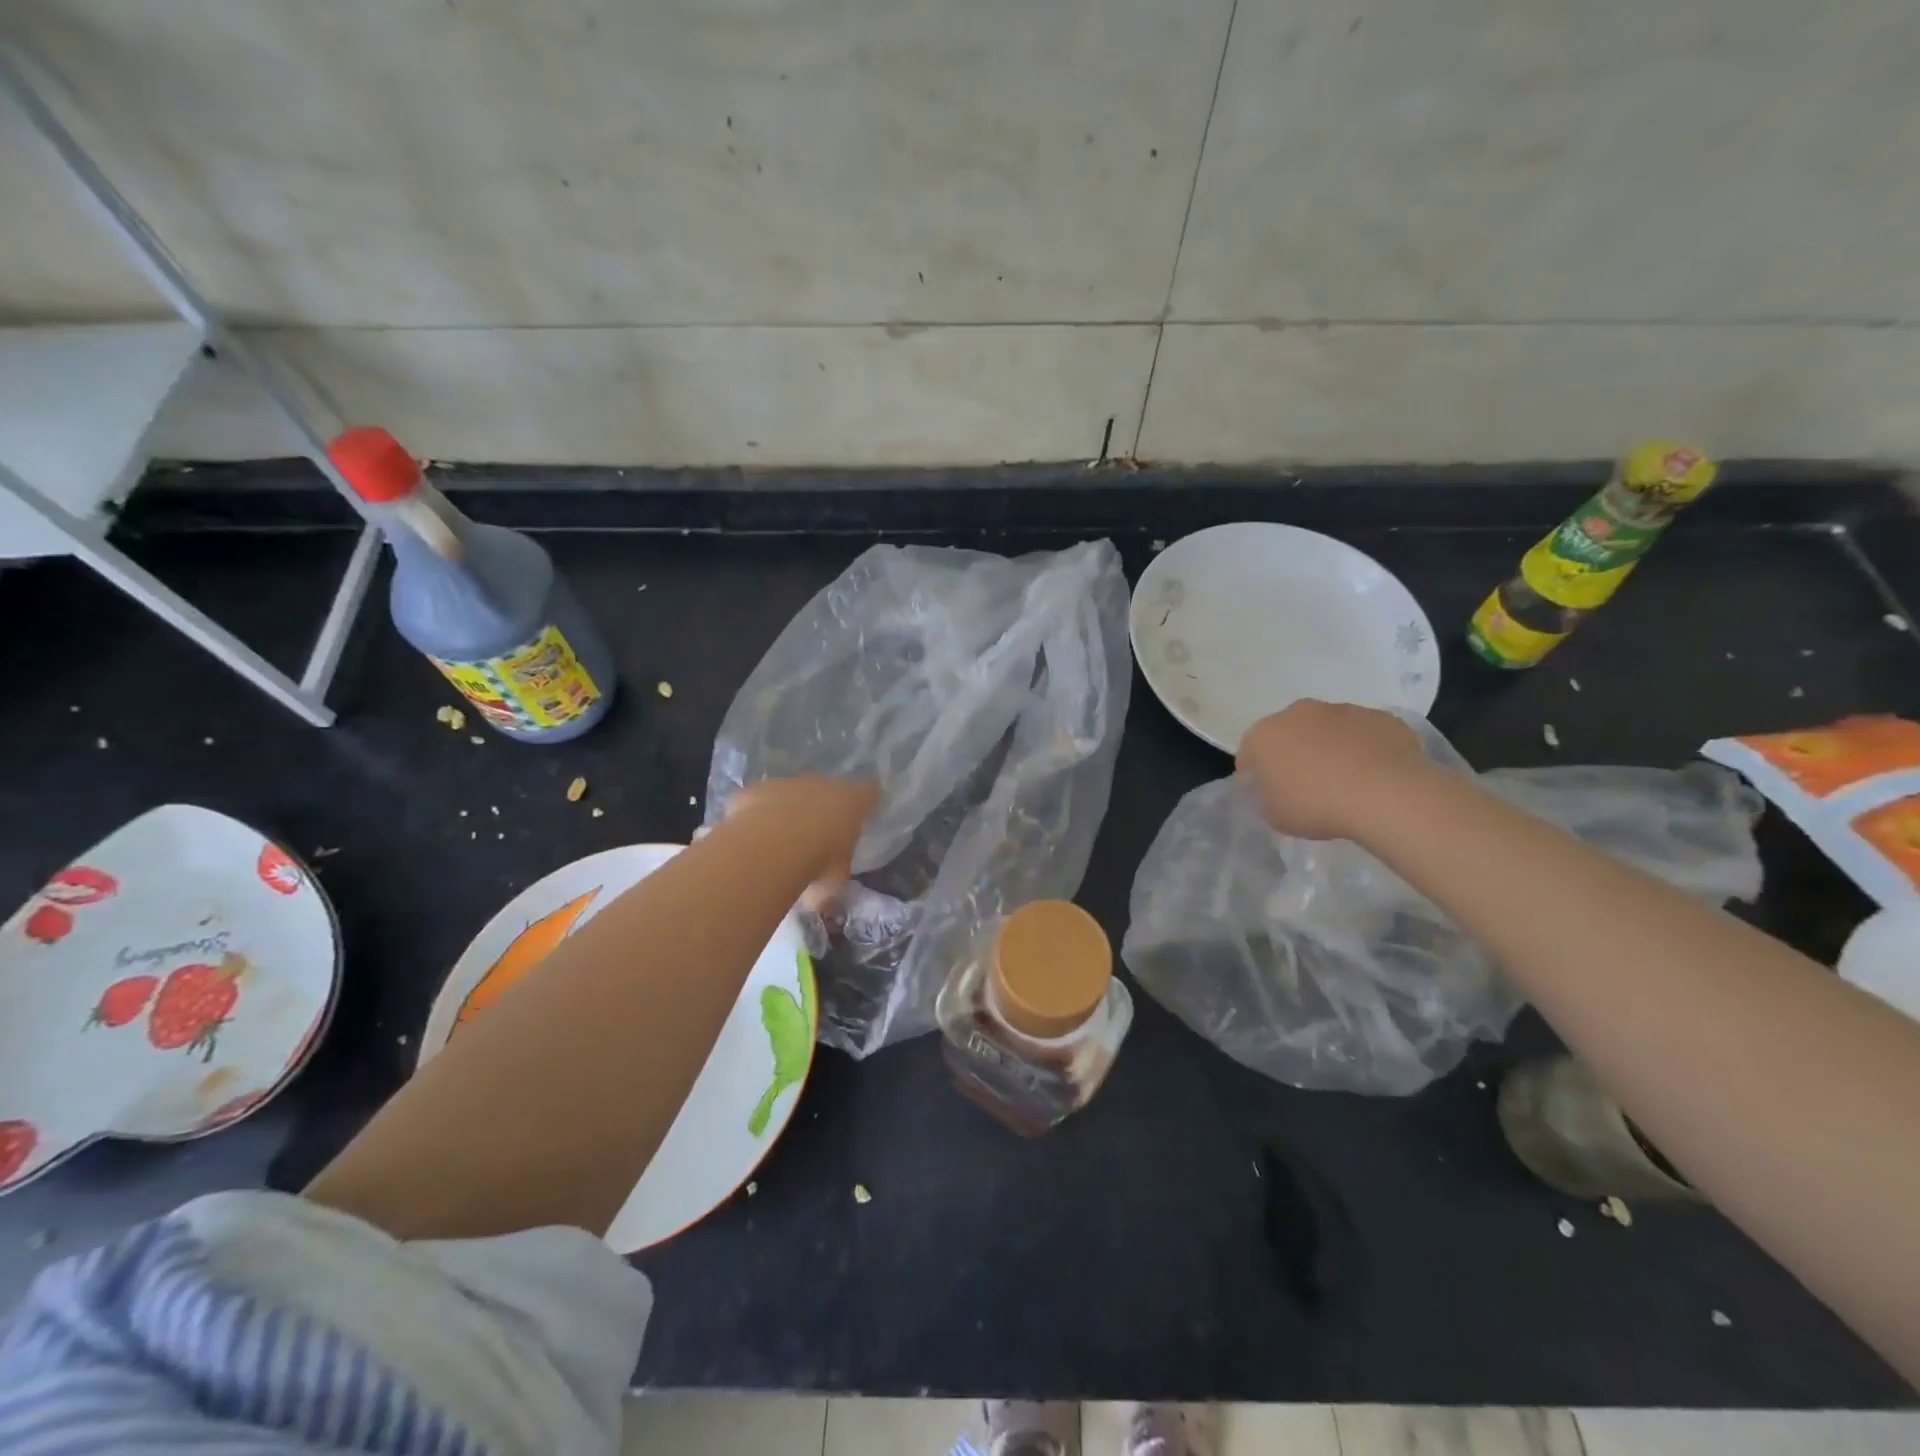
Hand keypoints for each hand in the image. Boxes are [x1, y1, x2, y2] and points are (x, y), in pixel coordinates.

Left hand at [726, 776, 879, 912]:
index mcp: (852, 803)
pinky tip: (751, 837)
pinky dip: (756, 816)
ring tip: (777, 842)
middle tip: (814, 836)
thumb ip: (830, 884)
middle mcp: (822, 785)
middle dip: (821, 809)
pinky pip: (759, 802)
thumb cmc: (818, 862)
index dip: (866, 801)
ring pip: (790, 794)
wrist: (770, 844)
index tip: (863, 810)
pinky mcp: (755, 790)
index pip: (869, 792)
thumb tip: (821, 902)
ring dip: (787, 812)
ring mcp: (786, 783)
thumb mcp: (833, 882)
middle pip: (826, 790)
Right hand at [1236, 700, 1429, 839]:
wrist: (1386, 795)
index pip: (1249, 754)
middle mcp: (1299, 713)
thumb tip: (1274, 790)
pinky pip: (1364, 734)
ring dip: (1330, 748)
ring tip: (1346, 782)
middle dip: (1294, 754)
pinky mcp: (1380, 717)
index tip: (1270, 796)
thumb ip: (1266, 799)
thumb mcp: (1274, 816)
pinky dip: (1364, 750)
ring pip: (1328, 730)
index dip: (1257, 777)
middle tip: (1308, 786)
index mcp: (1264, 735)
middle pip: (1290, 734)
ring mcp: (1343, 710)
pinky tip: (1374, 776)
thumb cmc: (1317, 806)